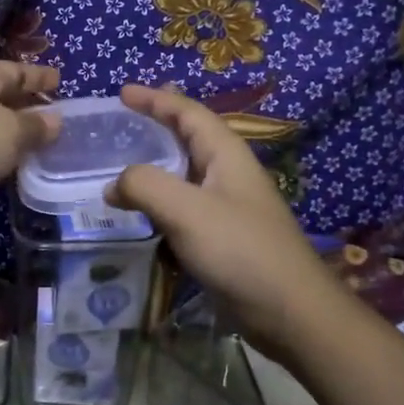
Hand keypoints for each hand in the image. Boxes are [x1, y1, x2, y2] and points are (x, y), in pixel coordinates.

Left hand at [0, 61, 60, 239]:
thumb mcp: (9, 130)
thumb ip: (35, 125)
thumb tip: (55, 120)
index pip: (15, 71)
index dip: (38, 76)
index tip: (61, 80)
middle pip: (6, 101)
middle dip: (32, 108)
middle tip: (64, 119)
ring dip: (21, 139)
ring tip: (55, 147)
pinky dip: (7, 163)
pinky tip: (27, 171)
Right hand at [107, 84, 341, 367]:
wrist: (290, 312)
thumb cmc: (241, 250)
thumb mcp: (187, 210)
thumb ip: (145, 186)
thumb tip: (113, 185)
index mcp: (226, 154)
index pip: (188, 113)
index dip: (156, 99)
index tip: (122, 93)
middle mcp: (228, 174)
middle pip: (188, 138)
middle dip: (157, 125)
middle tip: (122, 120)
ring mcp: (227, 207)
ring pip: (184, 174)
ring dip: (154, 166)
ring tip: (121, 165)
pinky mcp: (222, 237)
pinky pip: (183, 208)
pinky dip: (158, 203)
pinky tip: (139, 214)